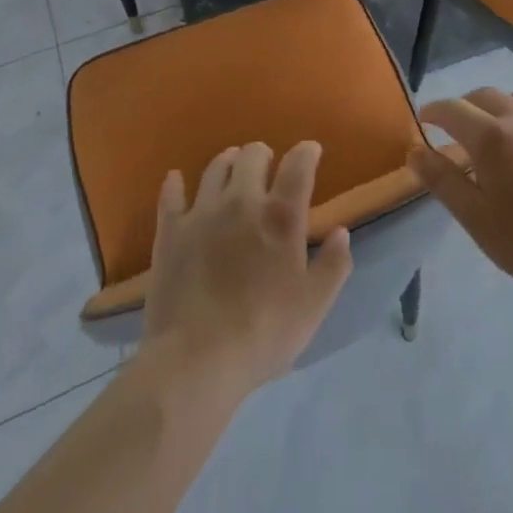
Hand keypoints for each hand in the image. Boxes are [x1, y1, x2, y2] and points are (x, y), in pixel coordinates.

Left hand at [139, 141, 352, 399]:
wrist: (196, 361)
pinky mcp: (171, 232)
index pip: (298, 164)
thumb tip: (341, 232)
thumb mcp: (313, 306)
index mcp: (281, 215)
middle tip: (268, 166)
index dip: (306, 152)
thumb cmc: (263, 333)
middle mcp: (241, 200)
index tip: (311, 152)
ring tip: (232, 168)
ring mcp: (202, 212)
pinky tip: (176, 180)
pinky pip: (171, 195)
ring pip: (215, 167)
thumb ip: (333, 265)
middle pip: (252, 155)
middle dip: (264, 154)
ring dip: (228, 162)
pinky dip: (175, 184)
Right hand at [409, 89, 512, 295]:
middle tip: (454, 126)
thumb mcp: (475, 217)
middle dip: (464, 105)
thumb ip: (442, 180)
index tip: (424, 119)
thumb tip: (415, 152)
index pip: (452, 109)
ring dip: (496, 108)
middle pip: (483, 95)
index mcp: (491, 137)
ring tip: (493, 133)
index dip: (434, 111)